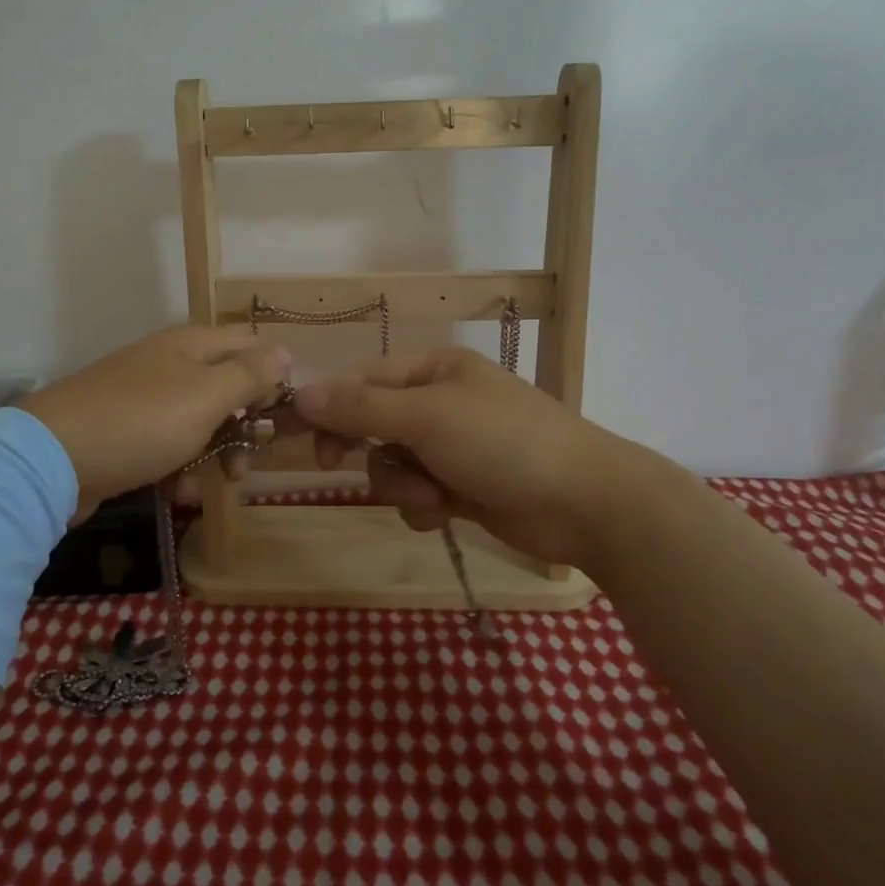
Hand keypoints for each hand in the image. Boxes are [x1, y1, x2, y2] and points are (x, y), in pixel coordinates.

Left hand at [18, 325, 291, 521]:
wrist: (51, 460)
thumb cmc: (141, 422)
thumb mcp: (206, 397)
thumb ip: (249, 374)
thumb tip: (285, 351)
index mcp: (192, 344)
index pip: (251, 344)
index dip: (273, 376)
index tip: (282, 416)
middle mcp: (170, 363)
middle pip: (227, 385)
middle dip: (245, 424)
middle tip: (249, 461)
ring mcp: (145, 396)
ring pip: (200, 419)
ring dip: (216, 451)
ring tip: (218, 483)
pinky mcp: (126, 430)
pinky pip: (168, 443)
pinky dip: (180, 466)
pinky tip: (179, 491)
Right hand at [291, 348, 649, 566]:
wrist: (583, 504)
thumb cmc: (502, 442)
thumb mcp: (426, 417)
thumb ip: (361, 407)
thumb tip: (302, 393)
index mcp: (434, 370)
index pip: (363, 379)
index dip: (329, 406)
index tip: (301, 436)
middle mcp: (440, 403)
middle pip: (373, 424)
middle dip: (369, 450)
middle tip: (335, 465)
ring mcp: (453, 448)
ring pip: (393, 465)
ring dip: (401, 485)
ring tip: (432, 497)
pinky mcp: (464, 488)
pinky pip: (418, 495)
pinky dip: (424, 507)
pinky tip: (446, 514)